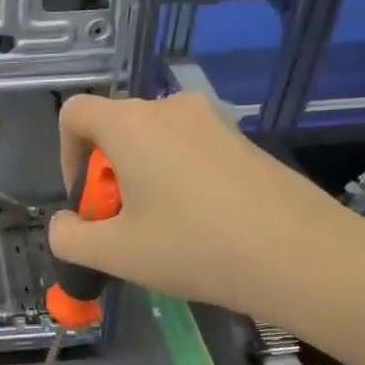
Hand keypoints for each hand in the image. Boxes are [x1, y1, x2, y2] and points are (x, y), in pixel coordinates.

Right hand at [49, 92, 364, 333]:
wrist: (300, 255)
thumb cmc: (194, 248)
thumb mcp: (115, 254)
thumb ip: (69, 237)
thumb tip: (64, 224)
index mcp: (131, 125)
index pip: (75, 113)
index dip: (65, 155)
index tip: (85, 200)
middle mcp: (169, 109)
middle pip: (115, 128)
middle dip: (105, 175)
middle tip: (122, 225)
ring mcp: (212, 121)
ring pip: (154, 141)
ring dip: (141, 177)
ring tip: (161, 229)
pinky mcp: (242, 140)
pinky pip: (190, 150)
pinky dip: (177, 178)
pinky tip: (200, 225)